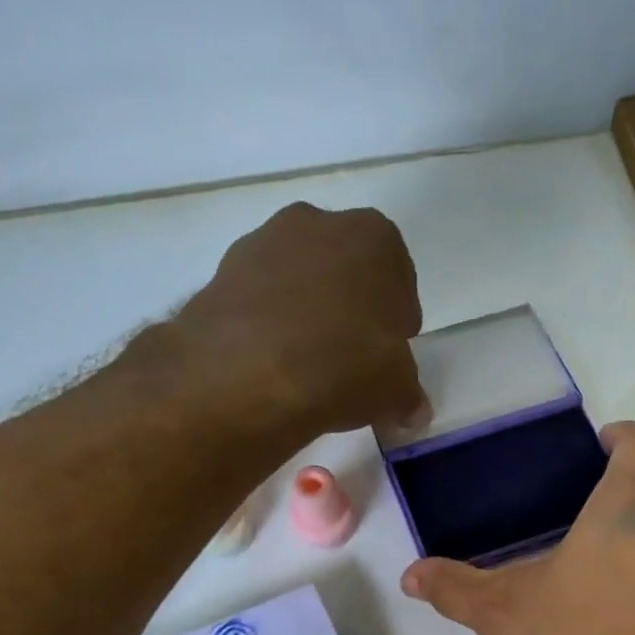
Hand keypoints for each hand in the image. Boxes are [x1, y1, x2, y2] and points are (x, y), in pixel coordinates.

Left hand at [164, 202, 426, 440]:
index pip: (398, 277)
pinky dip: (268, 324)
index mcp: (374, 237)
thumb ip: (408, 394)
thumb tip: (413, 411)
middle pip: (345, 270)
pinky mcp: (222, 272)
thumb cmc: (344, 367)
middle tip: (350, 358)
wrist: (246, 374)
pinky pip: (259, 299)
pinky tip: (272, 364)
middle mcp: (318, 223)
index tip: (390, 351)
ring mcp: (263, 242)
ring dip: (306, 313)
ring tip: (307, 366)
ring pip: (299, 280)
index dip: (396, 319)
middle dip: (351, 308)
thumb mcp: (395, 390)